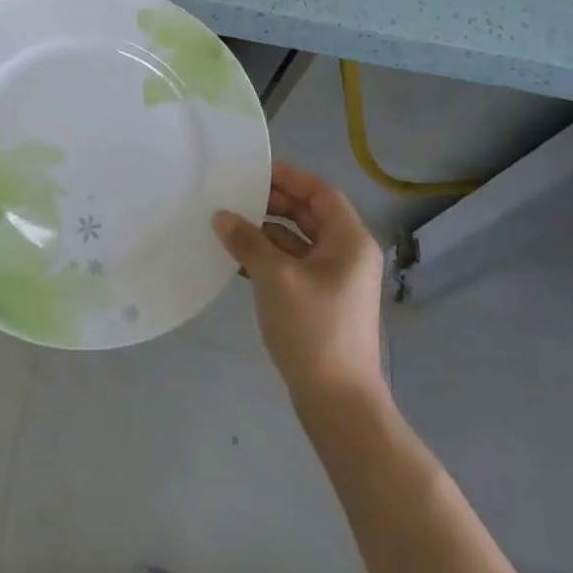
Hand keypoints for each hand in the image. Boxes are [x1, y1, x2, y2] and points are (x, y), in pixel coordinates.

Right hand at [213, 162, 386, 403]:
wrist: (338, 401)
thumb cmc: (313, 329)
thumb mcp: (275, 278)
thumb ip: (248, 241)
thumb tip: (222, 216)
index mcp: (350, 240)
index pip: (320, 192)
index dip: (288, 177)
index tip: (253, 170)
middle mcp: (348, 254)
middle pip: (310, 214)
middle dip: (273, 203)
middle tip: (234, 194)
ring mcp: (336, 280)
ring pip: (299, 241)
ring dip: (266, 231)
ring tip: (228, 224)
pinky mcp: (321, 302)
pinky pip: (294, 265)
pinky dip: (269, 257)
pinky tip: (237, 260)